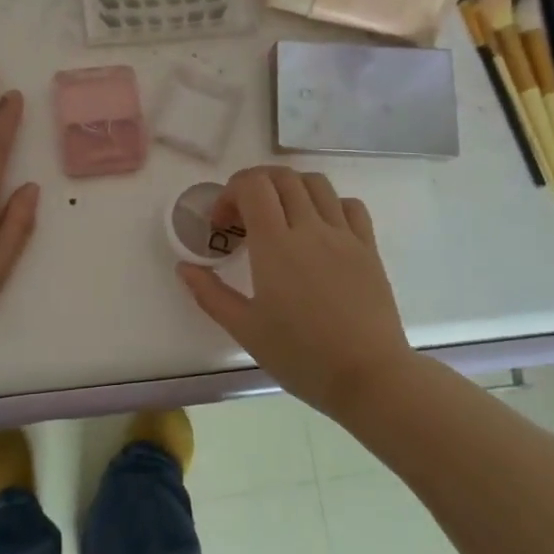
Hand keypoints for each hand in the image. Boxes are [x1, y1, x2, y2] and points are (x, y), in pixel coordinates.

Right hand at [177, 166, 415, 417]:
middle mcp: (311, 228)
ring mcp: (345, 235)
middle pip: (282, 177)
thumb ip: (210, 294)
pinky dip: (328, 203)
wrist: (368, 376)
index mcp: (276, 245)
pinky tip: (318, 228)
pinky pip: (350, 205)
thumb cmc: (300, 355)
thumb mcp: (245, 329)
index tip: (221, 224)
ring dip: (290, 188)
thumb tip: (185, 268)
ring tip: (279, 217)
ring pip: (316, 184)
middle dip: (254, 185)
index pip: (253, 186)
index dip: (230, 193)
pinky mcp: (369, 248)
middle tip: (243, 218)